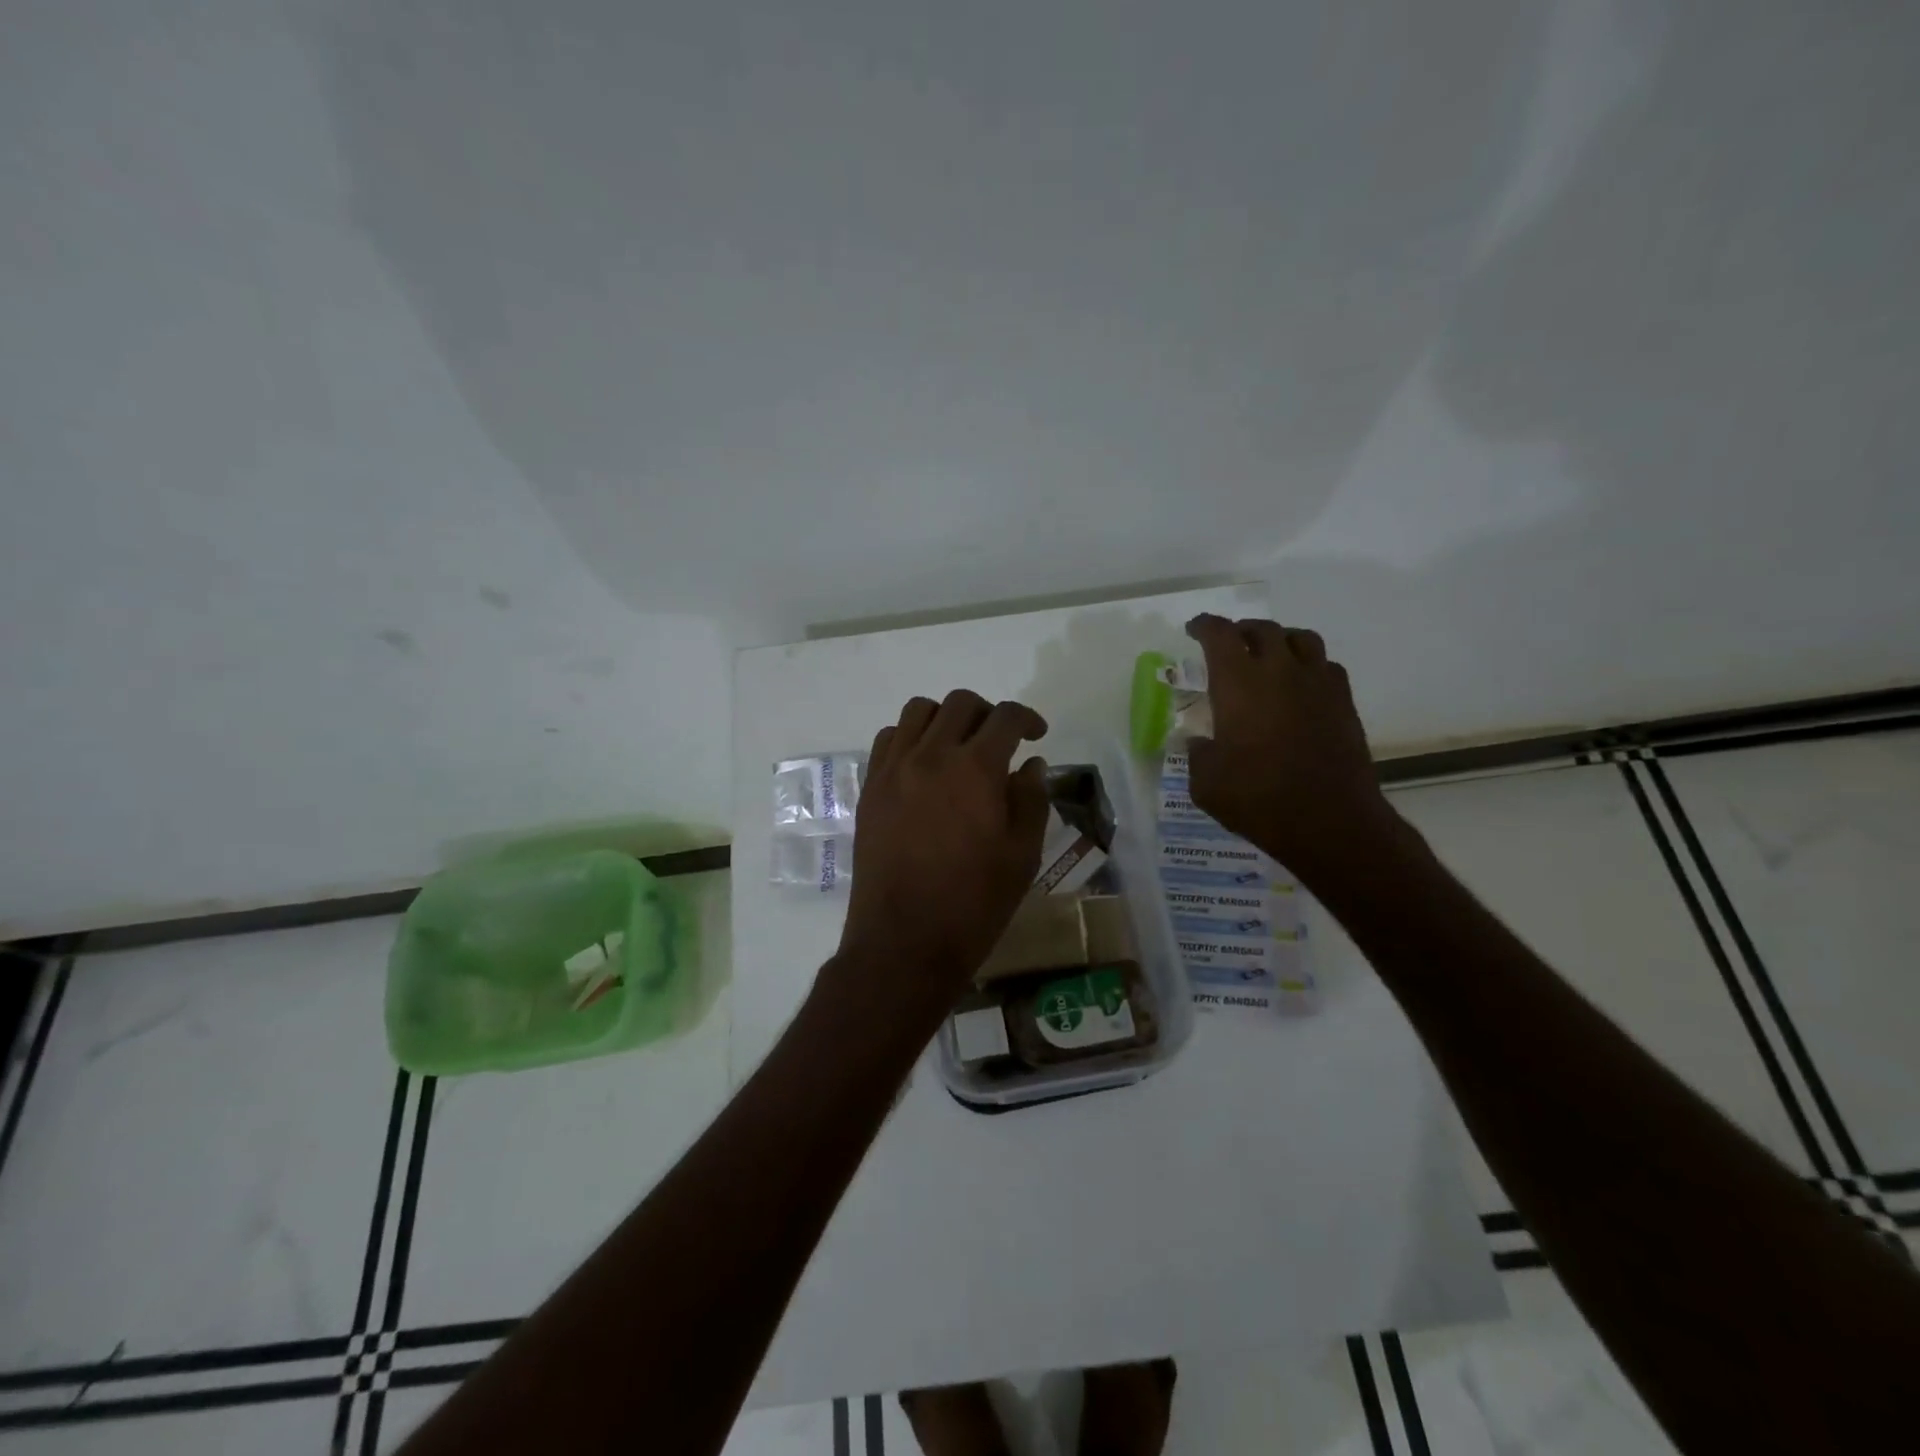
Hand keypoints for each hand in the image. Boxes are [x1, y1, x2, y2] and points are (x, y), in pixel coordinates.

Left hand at [831, 690, 1051, 1023]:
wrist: (904, 942)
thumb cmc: (974, 904)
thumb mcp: (1022, 856)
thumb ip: (1031, 800)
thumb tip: (1030, 765)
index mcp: (976, 769)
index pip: (1005, 717)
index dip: (1027, 717)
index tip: (1037, 734)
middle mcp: (930, 755)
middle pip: (960, 703)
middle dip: (988, 713)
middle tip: (1000, 742)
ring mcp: (893, 769)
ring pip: (918, 711)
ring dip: (946, 718)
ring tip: (958, 747)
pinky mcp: (870, 788)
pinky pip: (888, 739)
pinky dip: (910, 738)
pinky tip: (923, 766)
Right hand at [1183, 614, 1401, 882]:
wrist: (1329, 821)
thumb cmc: (1257, 799)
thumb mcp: (1206, 783)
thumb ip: (1198, 754)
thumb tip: (1199, 742)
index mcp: (1238, 683)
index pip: (1219, 635)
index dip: (1204, 626)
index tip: (1194, 630)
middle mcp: (1280, 671)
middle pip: (1262, 629)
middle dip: (1241, 631)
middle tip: (1229, 644)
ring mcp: (1318, 684)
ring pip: (1301, 638)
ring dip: (1279, 640)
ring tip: (1268, 656)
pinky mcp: (1344, 702)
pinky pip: (1326, 666)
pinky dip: (1308, 666)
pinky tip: (1300, 686)